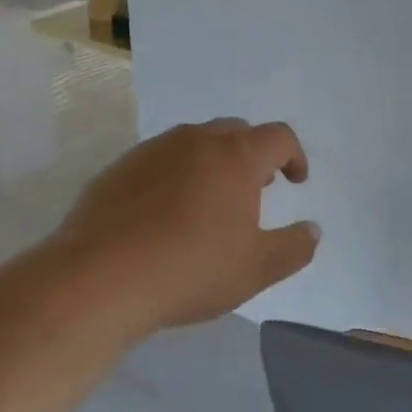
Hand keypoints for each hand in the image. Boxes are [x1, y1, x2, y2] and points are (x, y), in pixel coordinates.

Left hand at [56, 118, 318, 330]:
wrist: (98, 279)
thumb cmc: (190, 270)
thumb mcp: (256, 269)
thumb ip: (294, 247)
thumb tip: (312, 230)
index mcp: (235, 156)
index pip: (278, 137)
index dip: (294, 156)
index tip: (296, 182)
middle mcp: (196, 140)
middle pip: (236, 132)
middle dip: (253, 156)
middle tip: (255, 191)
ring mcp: (153, 150)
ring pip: (195, 142)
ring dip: (213, 163)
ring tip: (210, 202)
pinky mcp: (119, 168)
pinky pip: (160, 160)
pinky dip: (175, 176)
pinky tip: (165, 215)